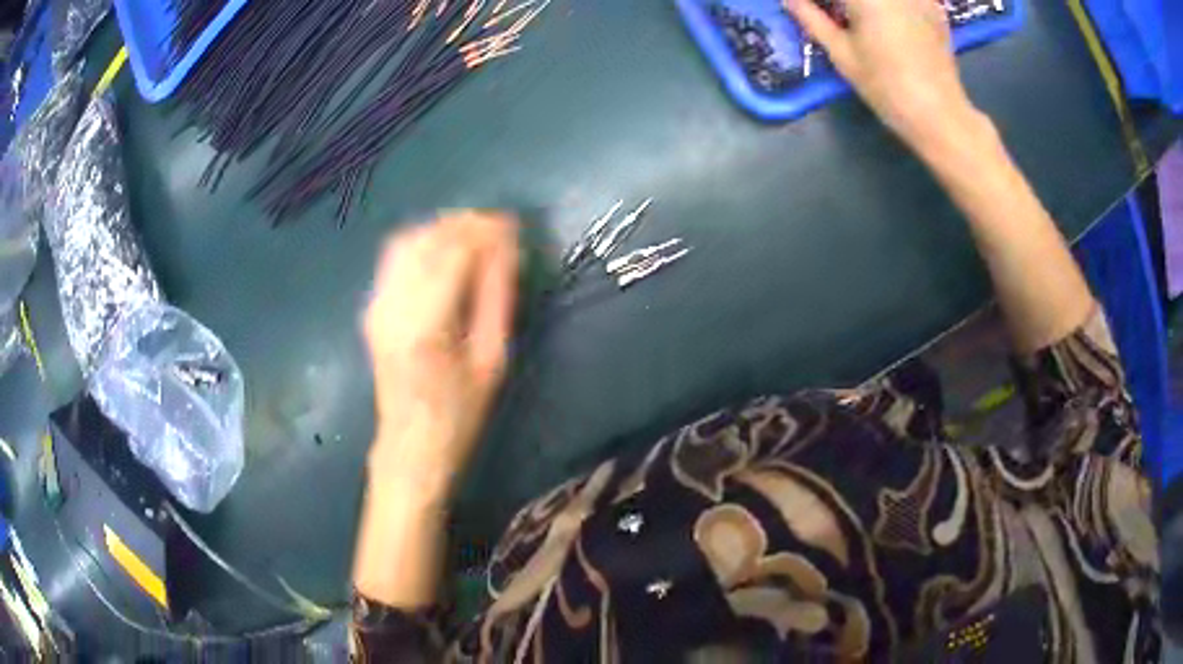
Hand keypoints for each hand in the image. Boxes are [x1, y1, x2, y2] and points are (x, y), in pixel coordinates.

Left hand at [363, 211, 518, 502]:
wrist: (410, 444)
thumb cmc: (460, 413)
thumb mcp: (492, 360)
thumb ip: (497, 298)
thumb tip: (507, 248)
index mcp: (426, 324)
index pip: (454, 251)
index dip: (485, 230)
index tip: (514, 223)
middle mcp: (393, 306)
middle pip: (427, 238)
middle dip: (465, 223)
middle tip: (499, 226)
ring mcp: (376, 304)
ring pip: (407, 241)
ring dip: (442, 228)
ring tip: (475, 234)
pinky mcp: (372, 307)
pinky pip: (394, 257)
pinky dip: (422, 242)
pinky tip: (444, 250)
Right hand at [785, 0, 977, 150]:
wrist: (939, 113)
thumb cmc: (885, 86)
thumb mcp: (841, 52)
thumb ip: (810, 17)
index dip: (818, 3)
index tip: (809, 9)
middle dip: (842, 3)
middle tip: (833, 16)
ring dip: (864, 6)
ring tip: (858, 20)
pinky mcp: (933, 6)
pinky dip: (892, 7)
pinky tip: (890, 20)